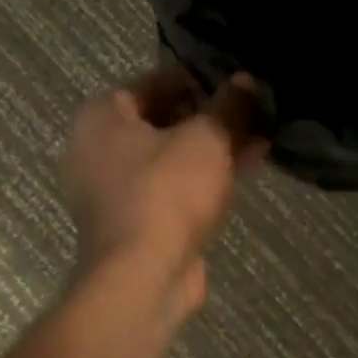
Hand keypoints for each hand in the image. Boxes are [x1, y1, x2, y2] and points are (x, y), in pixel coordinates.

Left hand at [61, 66, 267, 318]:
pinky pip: (172, 185)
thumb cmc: (167, 192)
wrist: (142, 278)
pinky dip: (204, 176)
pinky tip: (247, 169)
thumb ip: (228, 105)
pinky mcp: (133, 221)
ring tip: (260, 139)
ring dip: (214, 147)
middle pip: (164, 119)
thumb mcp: (206, 138)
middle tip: (253, 111)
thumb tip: (245, 81)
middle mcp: (97, 148)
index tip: (237, 84)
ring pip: (172, 155)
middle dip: (211, 116)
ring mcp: (112, 189)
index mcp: (102, 116)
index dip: (200, 79)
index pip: (156, 81)